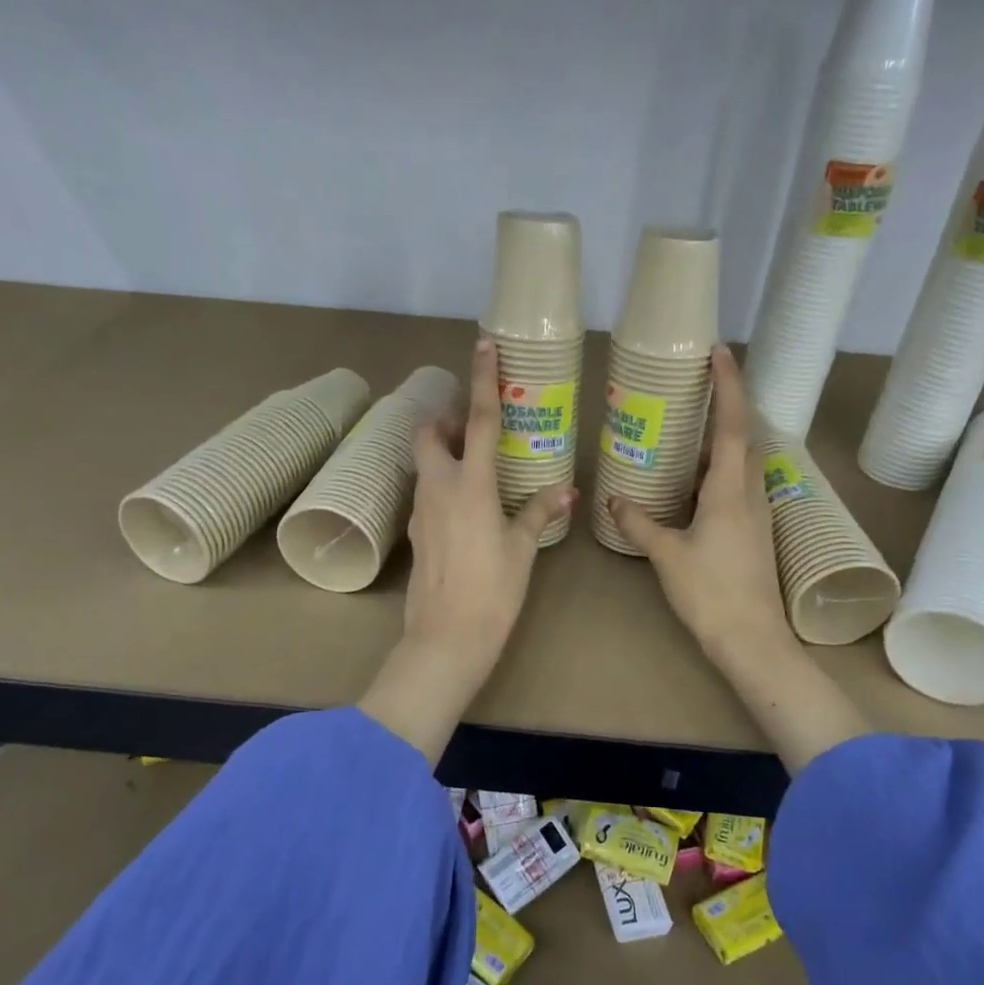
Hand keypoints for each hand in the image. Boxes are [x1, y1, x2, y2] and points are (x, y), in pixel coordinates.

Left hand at [358, 337, 574, 758]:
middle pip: (429, 434)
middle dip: (445, 420)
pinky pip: (425, 492)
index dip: (482, 380)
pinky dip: (441, 482)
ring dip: (442, 451)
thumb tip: (566, 491)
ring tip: (474, 464)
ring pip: (423, 463)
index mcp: (471, 485)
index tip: (483, 346)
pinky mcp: (417, 532)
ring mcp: (422, 510)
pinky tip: (464, 504)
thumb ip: (538, 513)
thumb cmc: (493, 591)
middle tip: (471, 427)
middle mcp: (439, 488)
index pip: (477, 420)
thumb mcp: (522, 549)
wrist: (446, 638)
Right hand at [609, 345, 791, 670]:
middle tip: (695, 391)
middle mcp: (750, 493)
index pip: (733, 425)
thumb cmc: (711, 593)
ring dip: (721, 442)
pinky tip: (693, 486)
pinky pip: (739, 486)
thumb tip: (613, 500)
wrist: (752, 641)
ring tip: (687, 435)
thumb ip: (639, 523)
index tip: (719, 353)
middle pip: (744, 438)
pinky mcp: (755, 532)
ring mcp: (757, 514)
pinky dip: (719, 472)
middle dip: (725, 408)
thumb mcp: (667, 555)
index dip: (729, 385)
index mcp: (731, 490)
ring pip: (743, 463)